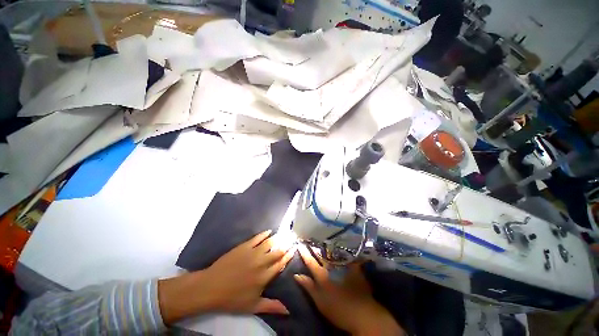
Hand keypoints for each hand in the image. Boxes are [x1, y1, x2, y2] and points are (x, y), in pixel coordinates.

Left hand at [159, 230, 295, 323]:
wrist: (211, 287)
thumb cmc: (232, 298)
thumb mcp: (253, 306)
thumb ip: (271, 306)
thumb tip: (288, 311)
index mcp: (265, 276)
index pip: (281, 264)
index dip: (288, 256)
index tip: (294, 249)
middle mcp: (261, 262)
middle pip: (278, 251)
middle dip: (286, 244)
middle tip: (292, 238)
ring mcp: (253, 253)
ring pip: (270, 242)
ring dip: (278, 237)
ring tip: (284, 233)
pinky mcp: (244, 246)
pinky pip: (257, 238)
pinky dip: (264, 234)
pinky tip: (269, 231)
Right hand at [294, 245, 404, 335]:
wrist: (363, 313)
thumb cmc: (339, 310)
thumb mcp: (320, 301)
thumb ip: (308, 287)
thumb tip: (296, 274)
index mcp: (322, 275)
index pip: (310, 262)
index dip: (304, 253)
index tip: (299, 243)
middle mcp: (332, 267)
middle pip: (321, 255)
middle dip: (314, 247)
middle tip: (310, 239)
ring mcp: (343, 265)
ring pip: (332, 253)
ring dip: (326, 247)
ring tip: (321, 240)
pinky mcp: (354, 266)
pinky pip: (345, 255)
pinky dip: (340, 250)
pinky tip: (339, 246)